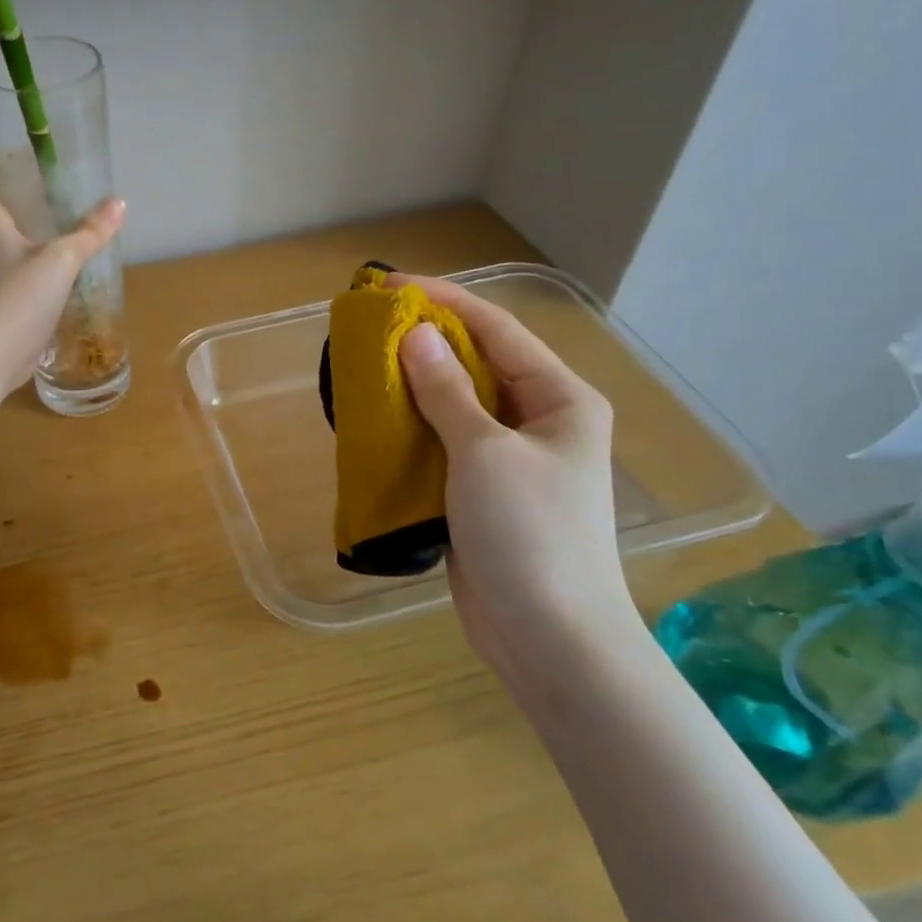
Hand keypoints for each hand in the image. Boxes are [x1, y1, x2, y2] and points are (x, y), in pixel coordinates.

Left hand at [0, 158, 124, 402]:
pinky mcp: (6, 297)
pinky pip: (27, 267)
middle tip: (73, 185)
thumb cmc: (16, 299)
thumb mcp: (59, 260)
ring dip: (45, 228)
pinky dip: (48, 259)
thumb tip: (119, 203)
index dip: (5, 155)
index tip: (38, 150)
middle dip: (36, 192)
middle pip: (6, 203)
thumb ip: (90, 232)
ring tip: (80, 220)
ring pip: (19, 237)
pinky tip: (75, 264)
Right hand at [388, 274, 642, 697]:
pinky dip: (410, 427)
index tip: (390, 285)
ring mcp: (510, 458)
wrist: (549, 637)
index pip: (497, 330)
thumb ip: (446, 392)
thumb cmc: (529, 534)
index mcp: (559, 399)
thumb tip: (414, 334)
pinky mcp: (481, 490)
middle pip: (476, 363)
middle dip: (425, 341)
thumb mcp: (485, 453)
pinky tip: (375, 420)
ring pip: (454, 404)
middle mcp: (538, 420)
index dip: (444, 301)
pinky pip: (443, 442)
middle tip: (368, 327)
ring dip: (413, 384)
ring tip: (363, 366)